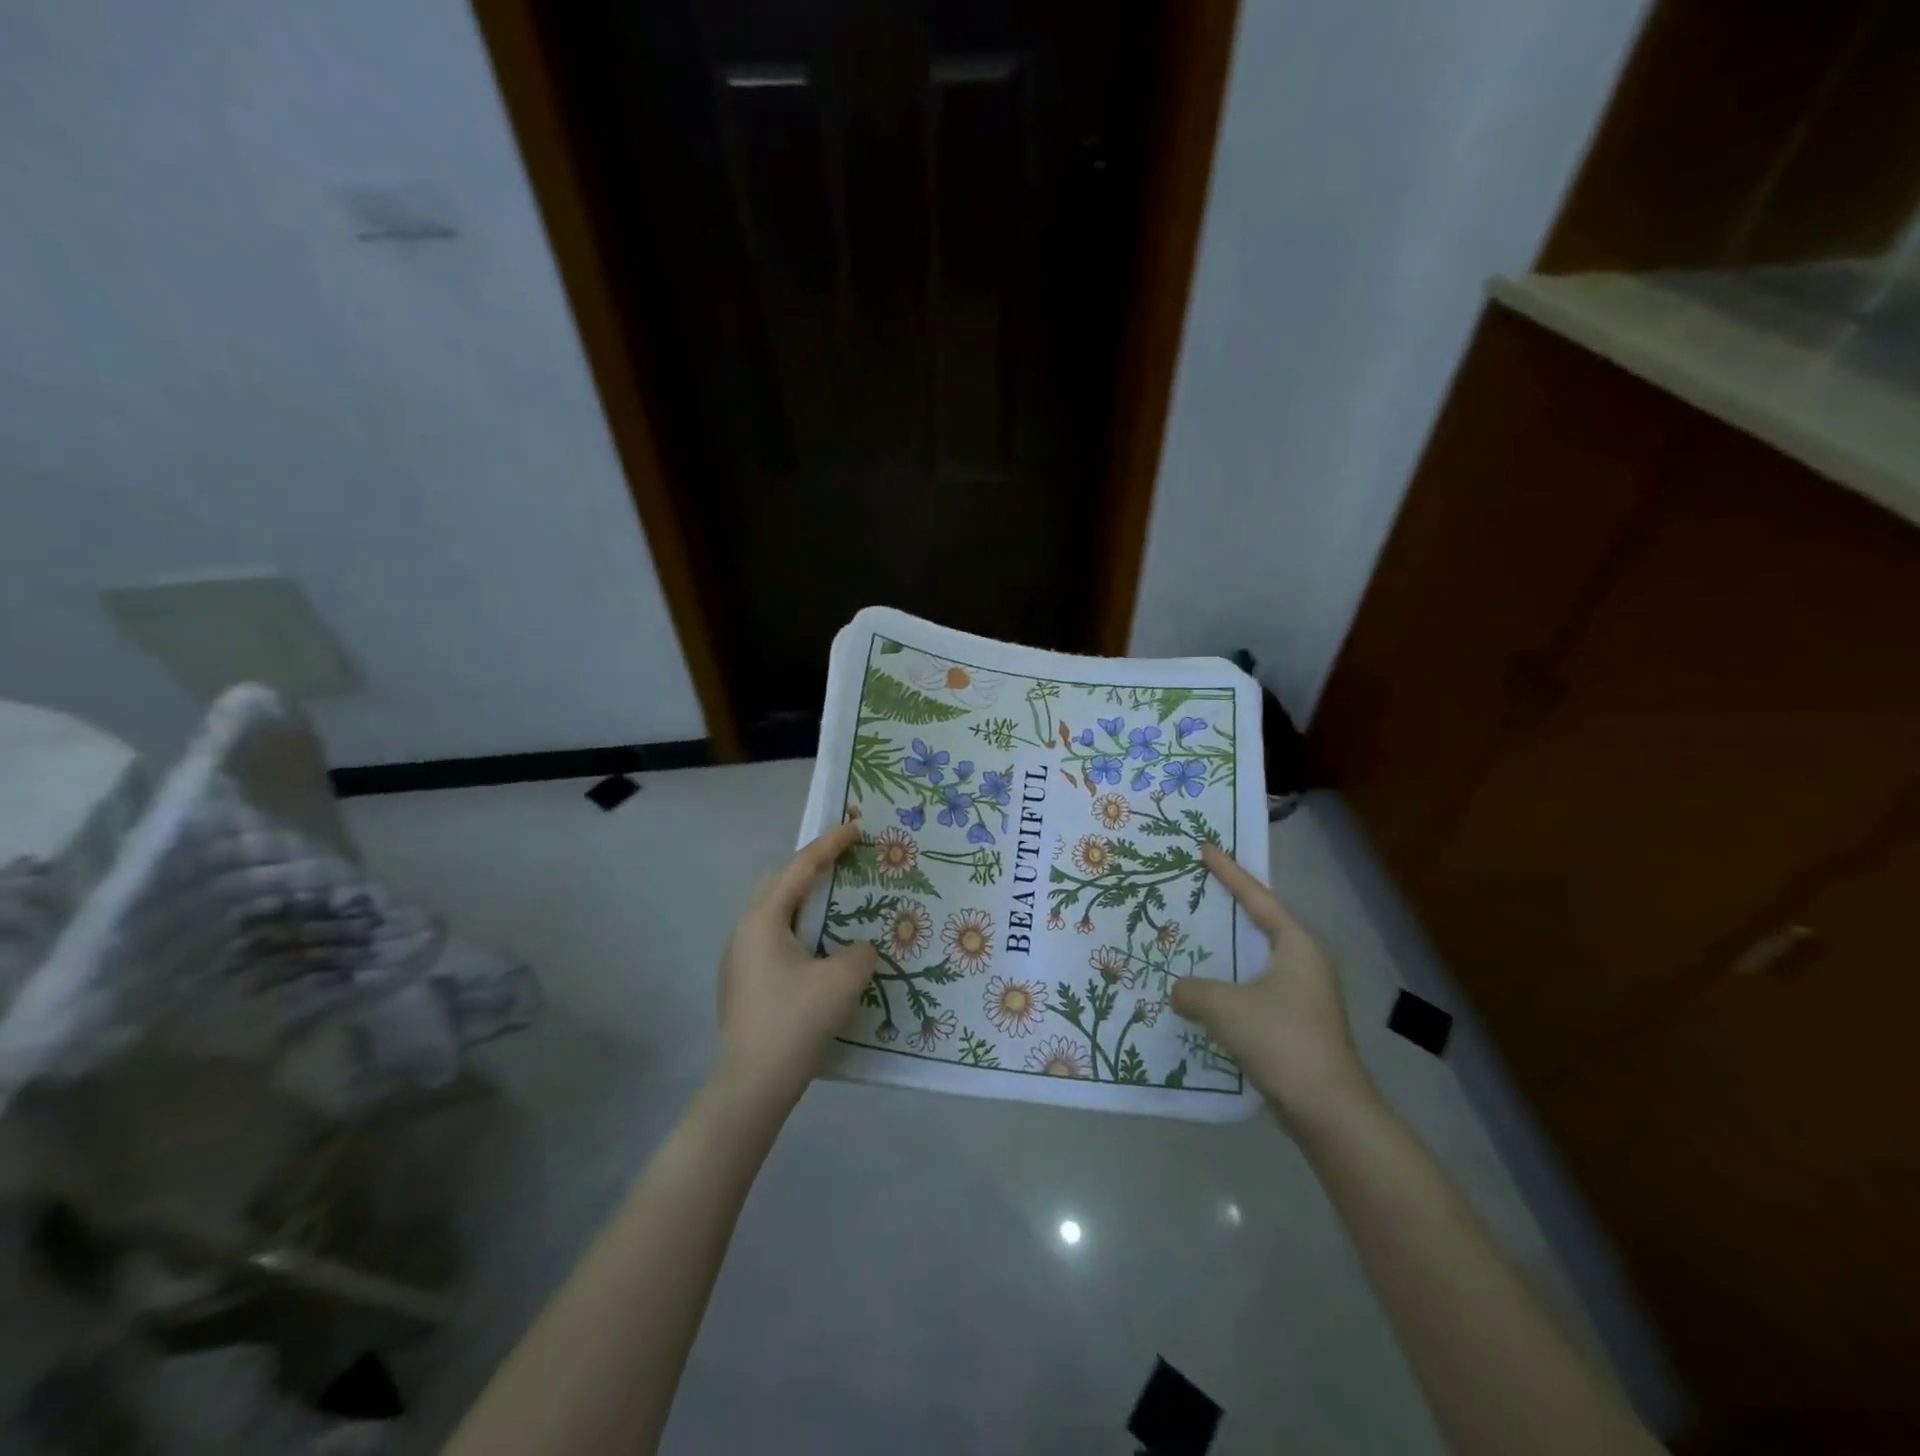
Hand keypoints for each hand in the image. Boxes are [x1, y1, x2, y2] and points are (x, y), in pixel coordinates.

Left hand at [715, 822, 878, 1108]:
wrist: (752, 1085)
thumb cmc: (795, 1022)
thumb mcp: (842, 981)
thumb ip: (860, 952)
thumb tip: (858, 949)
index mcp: (763, 921)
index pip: (800, 869)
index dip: (830, 845)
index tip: (855, 827)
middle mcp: (745, 932)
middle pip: (781, 885)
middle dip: (813, 868)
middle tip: (845, 861)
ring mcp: (739, 959)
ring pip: (777, 915)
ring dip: (807, 902)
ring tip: (837, 902)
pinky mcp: (744, 984)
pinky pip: (775, 940)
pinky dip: (801, 930)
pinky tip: (821, 949)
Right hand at [1171, 844, 1377, 1130]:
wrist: (1329, 1112)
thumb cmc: (1281, 1041)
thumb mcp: (1224, 1007)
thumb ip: (1192, 990)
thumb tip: (1180, 990)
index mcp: (1296, 946)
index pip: (1257, 897)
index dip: (1229, 872)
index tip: (1206, 849)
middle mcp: (1305, 964)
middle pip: (1260, 925)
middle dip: (1228, 909)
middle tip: (1196, 890)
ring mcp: (1305, 997)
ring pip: (1256, 962)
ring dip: (1226, 954)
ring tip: (1192, 942)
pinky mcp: (1298, 1026)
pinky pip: (1255, 991)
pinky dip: (1231, 986)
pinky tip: (1205, 996)